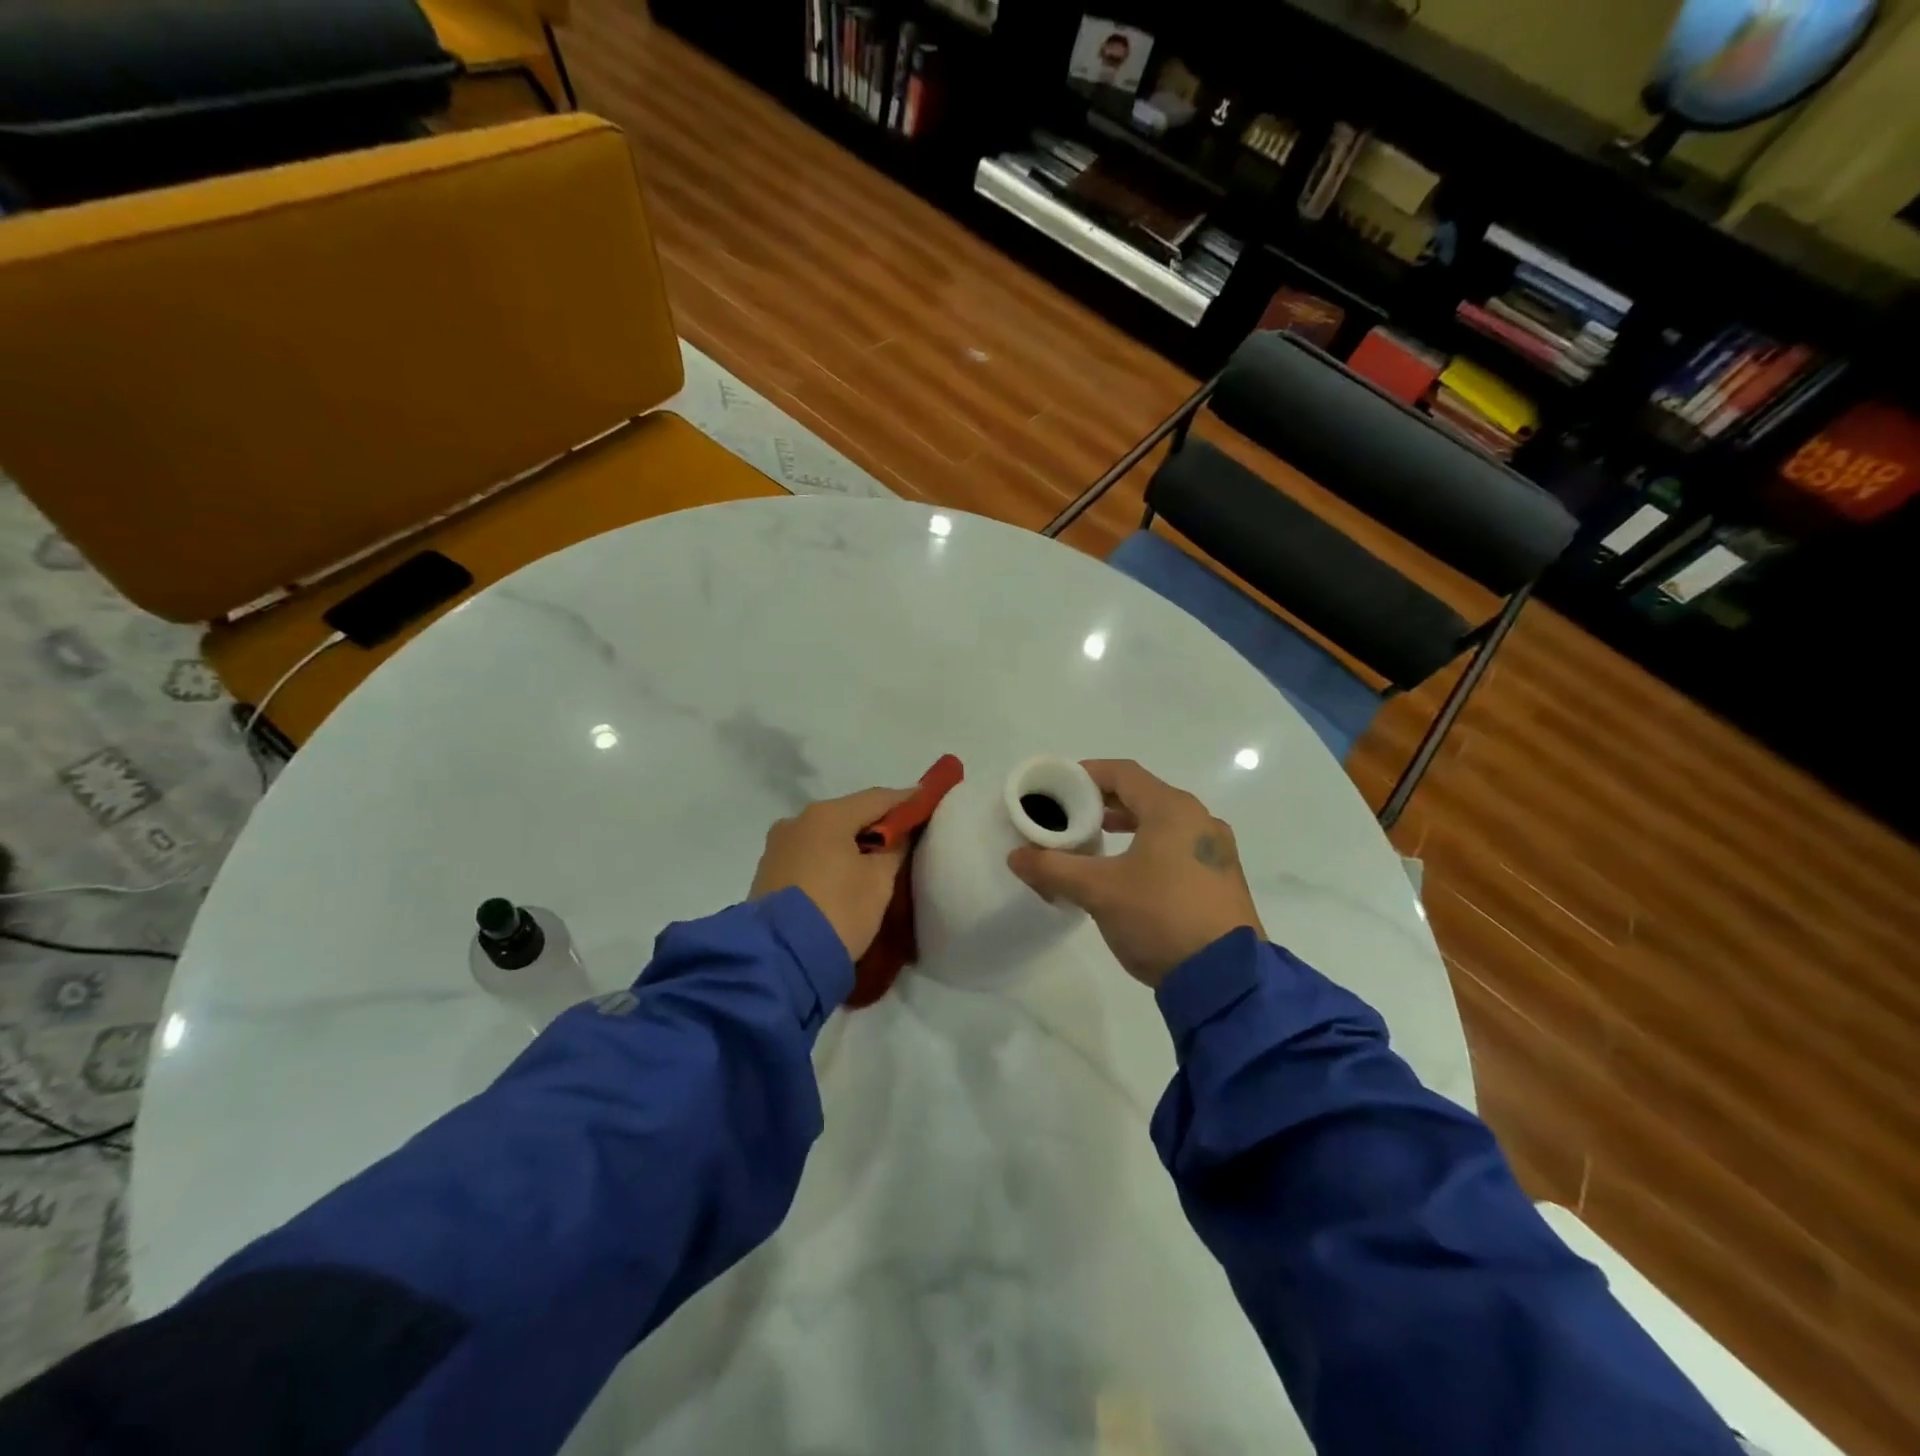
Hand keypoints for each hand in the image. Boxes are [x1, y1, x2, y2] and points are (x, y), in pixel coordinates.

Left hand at [750, 787, 912, 959]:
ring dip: (850, 845)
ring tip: (874, 863)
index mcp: (826, 815)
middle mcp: (796, 821)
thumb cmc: (838, 910)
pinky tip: (844, 878)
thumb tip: (897, 835)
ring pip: (825, 837)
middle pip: (848, 815)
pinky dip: (829, 861)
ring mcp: (777, 848)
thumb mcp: (879, 880)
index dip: (906, 802)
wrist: (780, 960)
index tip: (926, 805)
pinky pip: (809, 857)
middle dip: (876, 826)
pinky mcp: (767, 875)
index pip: (877, 798)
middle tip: (904, 839)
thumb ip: (895, 848)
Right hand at [1007, 760, 1263, 988]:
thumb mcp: (1098, 891)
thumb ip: (1053, 868)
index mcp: (1173, 810)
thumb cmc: (1159, 917)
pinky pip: (1178, 847)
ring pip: (1163, 823)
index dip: (1087, 775)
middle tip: (1070, 817)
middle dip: (1103, 804)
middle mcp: (1200, 821)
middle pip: (1144, 796)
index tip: (1058, 787)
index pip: (1123, 773)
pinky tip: (1129, 874)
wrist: (1226, 979)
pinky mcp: (1221, 879)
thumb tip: (1015, 857)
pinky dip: (1148, 847)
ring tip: (1095, 842)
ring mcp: (1216, 851)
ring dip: (1127, 826)